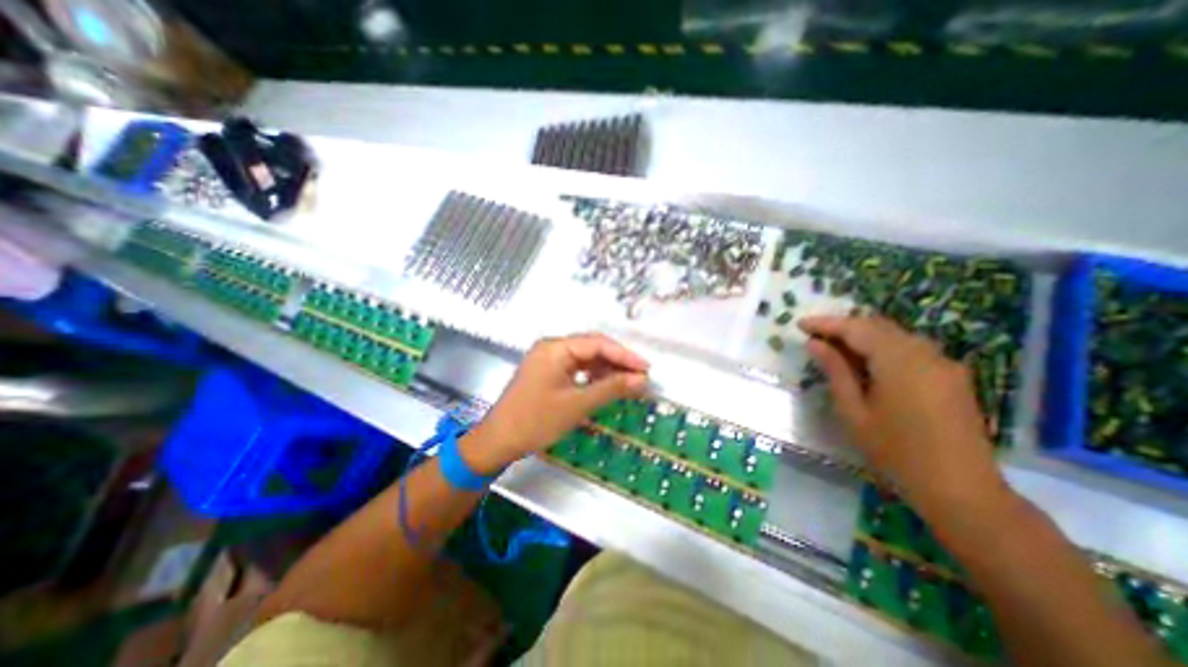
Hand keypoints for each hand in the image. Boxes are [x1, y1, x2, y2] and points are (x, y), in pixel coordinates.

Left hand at [461, 334, 649, 473]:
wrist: (499, 441)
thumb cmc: (536, 421)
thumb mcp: (578, 404)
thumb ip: (612, 388)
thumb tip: (643, 379)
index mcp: (556, 348)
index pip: (598, 344)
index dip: (625, 355)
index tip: (647, 369)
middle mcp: (552, 347)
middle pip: (592, 348)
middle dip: (618, 362)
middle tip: (641, 377)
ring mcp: (549, 360)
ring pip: (586, 359)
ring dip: (607, 370)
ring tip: (629, 383)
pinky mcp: (548, 372)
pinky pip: (576, 369)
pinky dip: (593, 377)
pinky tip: (607, 387)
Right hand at [798, 315, 1009, 514]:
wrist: (960, 490)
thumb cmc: (895, 451)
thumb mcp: (854, 411)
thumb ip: (835, 371)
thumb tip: (815, 344)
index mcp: (900, 361)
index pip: (857, 328)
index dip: (826, 323)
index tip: (800, 324)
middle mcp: (926, 353)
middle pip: (878, 326)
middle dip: (844, 326)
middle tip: (815, 335)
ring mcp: (944, 364)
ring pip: (896, 335)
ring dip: (863, 336)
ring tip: (835, 346)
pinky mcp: (952, 376)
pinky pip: (911, 349)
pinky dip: (883, 347)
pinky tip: (867, 362)